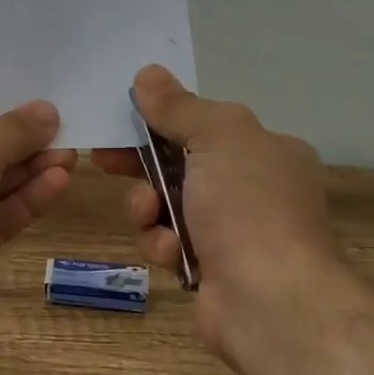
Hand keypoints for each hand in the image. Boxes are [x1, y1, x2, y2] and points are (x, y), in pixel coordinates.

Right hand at [94, 66, 337, 365]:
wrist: (269, 300)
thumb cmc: (247, 206)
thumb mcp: (217, 137)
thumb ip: (179, 107)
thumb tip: (148, 74)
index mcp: (266, 150)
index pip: (204, 125)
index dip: (159, 121)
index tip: (120, 121)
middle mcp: (254, 189)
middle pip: (181, 166)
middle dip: (142, 166)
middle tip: (104, 162)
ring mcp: (234, 233)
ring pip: (168, 207)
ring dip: (149, 209)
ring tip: (151, 217)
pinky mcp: (211, 269)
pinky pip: (171, 244)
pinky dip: (165, 245)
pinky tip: (173, 254)